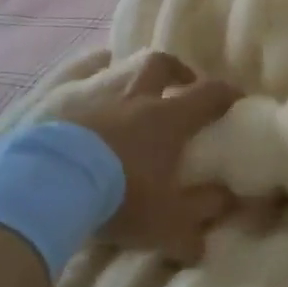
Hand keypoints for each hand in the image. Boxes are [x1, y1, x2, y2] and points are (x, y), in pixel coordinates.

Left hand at [57, 52, 240, 263]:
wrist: (51, 185)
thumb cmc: (121, 197)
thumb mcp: (169, 221)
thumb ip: (200, 218)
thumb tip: (225, 208)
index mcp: (168, 119)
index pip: (208, 94)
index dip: (227, 94)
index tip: (236, 99)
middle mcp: (135, 100)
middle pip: (160, 65)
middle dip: (176, 71)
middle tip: (181, 85)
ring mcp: (96, 102)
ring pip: (119, 76)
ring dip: (131, 85)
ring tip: (131, 106)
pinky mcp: (62, 112)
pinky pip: (83, 95)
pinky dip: (93, 104)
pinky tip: (90, 121)